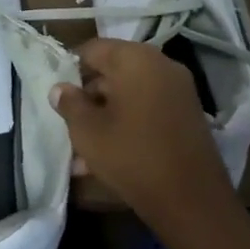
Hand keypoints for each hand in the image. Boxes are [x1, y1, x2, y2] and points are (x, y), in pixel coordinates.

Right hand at [52, 39, 237, 226]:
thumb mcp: (87, 130)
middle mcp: (161, 65)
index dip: (71, 68)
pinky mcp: (188, 114)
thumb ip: (69, 103)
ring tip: (85, 145)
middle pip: (114, 70)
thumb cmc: (131, 155)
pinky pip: (148, 108)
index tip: (58, 93)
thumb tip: (60, 88)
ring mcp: (179, 90)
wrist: (191, 199)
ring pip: (130, 93)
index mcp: (136, 59)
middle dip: (89, 94)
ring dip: (107, 112)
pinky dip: (128, 121)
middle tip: (69, 121)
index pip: (93, 49)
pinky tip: (110, 151)